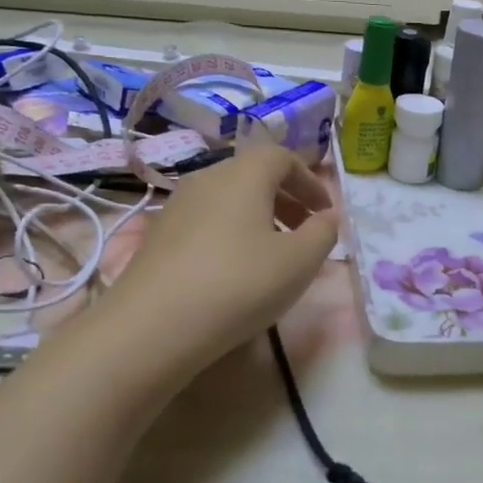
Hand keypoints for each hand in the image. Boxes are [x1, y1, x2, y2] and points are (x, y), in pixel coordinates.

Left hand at [111, 142, 338, 372]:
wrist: (154, 326)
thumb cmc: (240, 284)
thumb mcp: (300, 262)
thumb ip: (324, 233)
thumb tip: (328, 218)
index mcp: (243, 175)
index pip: (282, 157)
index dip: (310, 181)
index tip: (326, 213)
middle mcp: (206, 179)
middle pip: (253, 175)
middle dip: (286, 199)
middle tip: (306, 232)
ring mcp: (177, 206)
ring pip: (228, 199)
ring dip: (259, 217)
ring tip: (274, 254)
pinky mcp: (159, 236)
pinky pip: (207, 221)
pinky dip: (232, 233)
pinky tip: (236, 271)